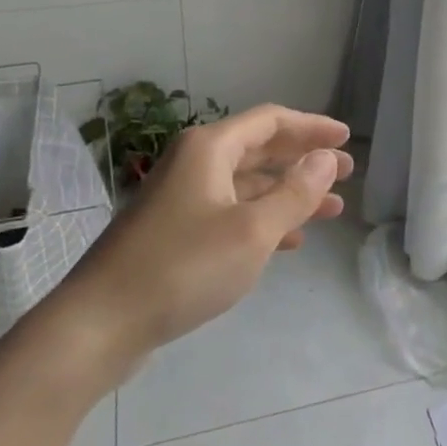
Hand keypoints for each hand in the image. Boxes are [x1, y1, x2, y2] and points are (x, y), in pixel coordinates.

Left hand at [53, 105, 353, 357]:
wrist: (100, 324)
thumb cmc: (183, 267)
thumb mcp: (252, 231)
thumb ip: (295, 193)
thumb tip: (325, 159)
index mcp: (209, 148)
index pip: (271, 121)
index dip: (311, 126)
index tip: (345, 138)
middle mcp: (195, 164)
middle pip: (260, 150)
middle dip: (304, 160)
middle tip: (345, 172)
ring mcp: (183, 198)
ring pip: (248, 185)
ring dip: (289, 193)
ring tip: (331, 209)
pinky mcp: (176, 232)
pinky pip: (232, 212)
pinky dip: (264, 219)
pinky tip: (291, 241)